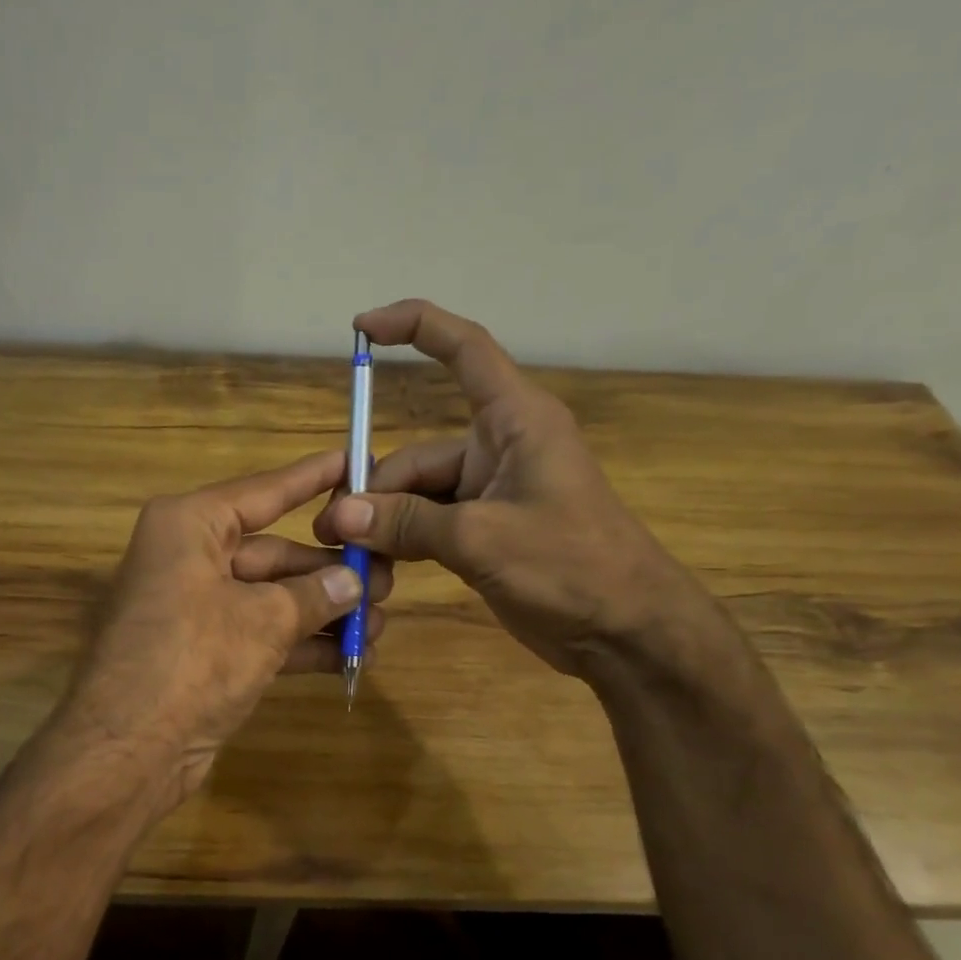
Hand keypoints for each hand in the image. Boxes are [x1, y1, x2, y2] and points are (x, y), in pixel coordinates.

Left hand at [64, 450, 392, 807]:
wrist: (128, 750)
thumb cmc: (193, 659)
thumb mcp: (263, 621)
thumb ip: (314, 596)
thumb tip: (354, 582)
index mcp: (190, 526)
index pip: (264, 492)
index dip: (312, 478)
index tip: (355, 460)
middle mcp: (189, 558)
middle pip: (273, 552)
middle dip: (330, 569)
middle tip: (388, 576)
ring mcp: (195, 608)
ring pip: (271, 597)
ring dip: (323, 611)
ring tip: (381, 620)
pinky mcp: (203, 652)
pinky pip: (261, 634)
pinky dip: (301, 643)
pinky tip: (351, 655)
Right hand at [314, 299, 699, 675]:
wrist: (627, 632)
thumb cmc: (572, 568)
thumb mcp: (482, 539)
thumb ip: (408, 523)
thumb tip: (339, 514)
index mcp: (515, 421)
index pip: (464, 350)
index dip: (414, 327)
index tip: (361, 330)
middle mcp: (499, 448)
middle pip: (417, 453)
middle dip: (374, 490)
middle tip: (332, 532)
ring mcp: (491, 493)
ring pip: (417, 495)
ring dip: (384, 524)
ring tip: (351, 559)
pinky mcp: (485, 531)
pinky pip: (429, 524)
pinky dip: (403, 542)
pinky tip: (378, 569)